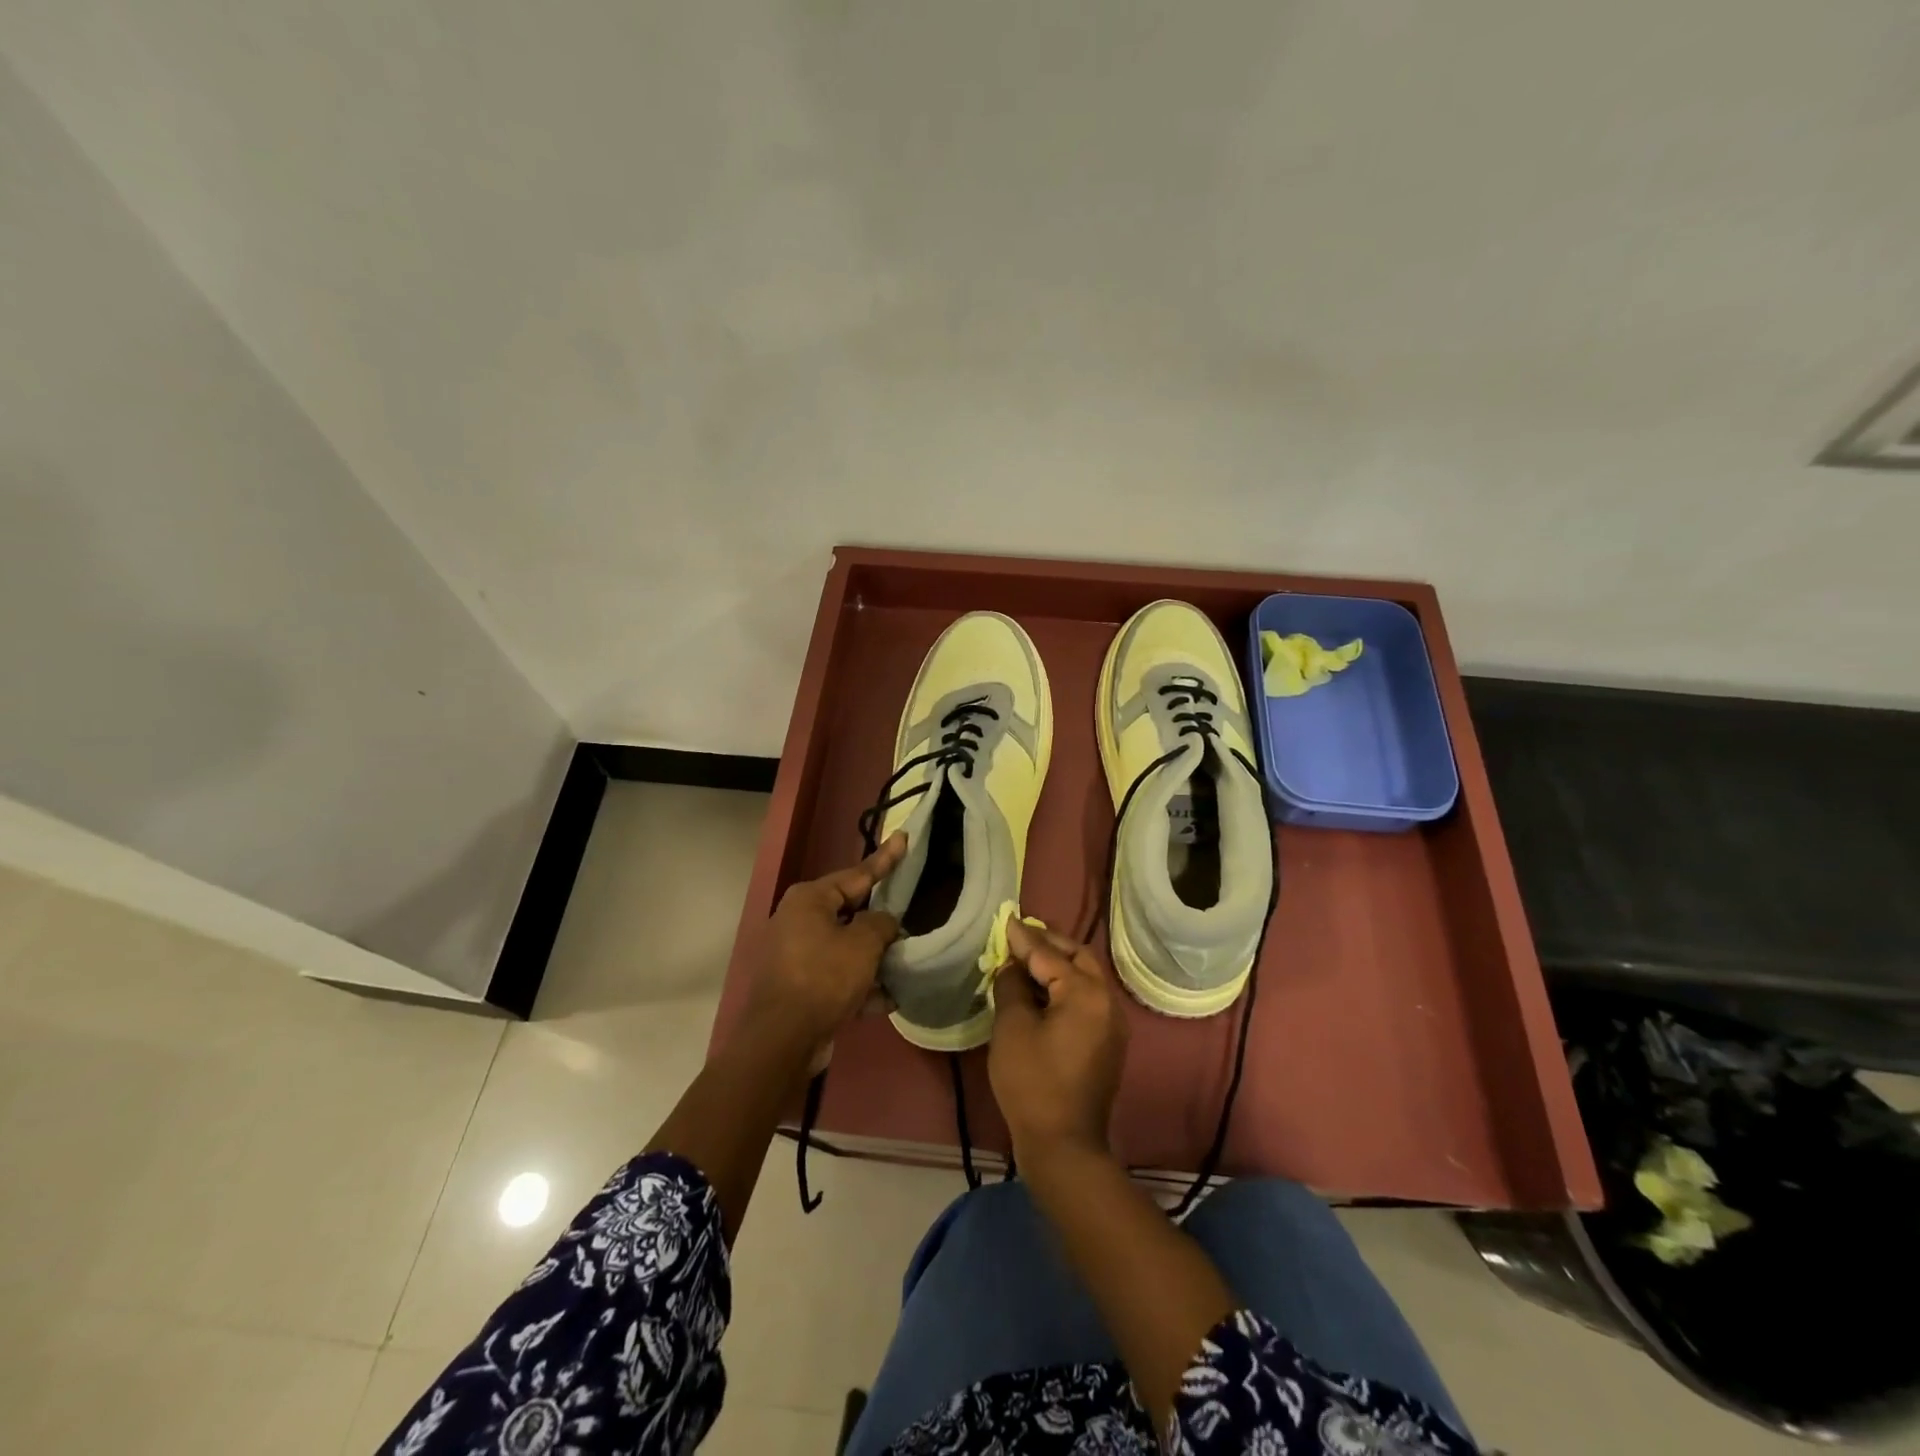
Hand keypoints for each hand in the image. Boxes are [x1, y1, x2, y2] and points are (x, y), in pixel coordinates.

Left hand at [742, 834, 904, 1070]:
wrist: (782, 1040)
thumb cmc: (823, 977)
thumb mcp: (862, 944)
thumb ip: (880, 924)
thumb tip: (884, 922)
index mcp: (810, 899)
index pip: (857, 873)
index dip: (885, 859)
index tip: (903, 838)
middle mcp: (799, 920)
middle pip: (851, 912)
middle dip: (880, 921)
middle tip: (909, 915)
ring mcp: (797, 955)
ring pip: (846, 948)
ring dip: (874, 959)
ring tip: (906, 964)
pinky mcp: (800, 986)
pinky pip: (838, 977)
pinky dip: (861, 986)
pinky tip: (888, 999)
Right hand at [988, 920, 1129, 1162]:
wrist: (1064, 1145)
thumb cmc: (1033, 1082)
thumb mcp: (1012, 1027)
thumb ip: (1012, 986)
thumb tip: (1013, 966)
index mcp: (1086, 992)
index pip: (1049, 955)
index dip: (1023, 937)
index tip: (1006, 918)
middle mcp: (1107, 1000)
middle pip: (1078, 957)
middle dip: (1049, 942)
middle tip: (1021, 932)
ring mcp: (1112, 1023)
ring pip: (1086, 977)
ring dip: (1059, 963)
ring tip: (1028, 956)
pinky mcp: (1108, 1042)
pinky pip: (1088, 998)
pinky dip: (1066, 985)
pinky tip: (1042, 989)